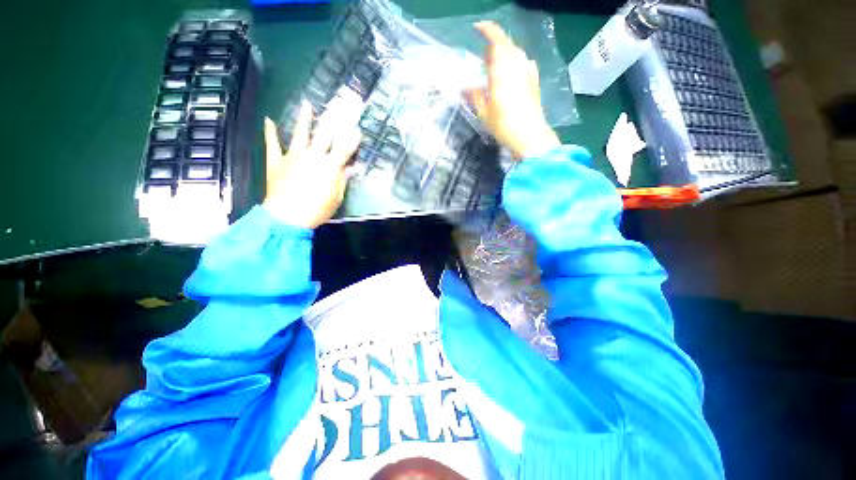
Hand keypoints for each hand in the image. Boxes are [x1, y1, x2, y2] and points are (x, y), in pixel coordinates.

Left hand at [263, 99, 361, 228]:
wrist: (288, 215)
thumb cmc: (318, 209)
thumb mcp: (337, 197)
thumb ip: (343, 180)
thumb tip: (351, 168)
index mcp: (330, 166)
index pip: (344, 149)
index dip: (352, 139)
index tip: (357, 130)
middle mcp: (313, 156)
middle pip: (324, 135)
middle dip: (332, 121)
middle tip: (336, 108)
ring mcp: (293, 156)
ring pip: (300, 133)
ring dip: (304, 118)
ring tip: (306, 104)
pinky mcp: (277, 161)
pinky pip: (273, 144)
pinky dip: (270, 132)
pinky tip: (269, 120)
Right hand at [467, 21, 560, 159]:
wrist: (529, 135)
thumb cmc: (503, 124)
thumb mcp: (483, 112)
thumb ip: (474, 96)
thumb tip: (464, 88)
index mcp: (502, 69)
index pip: (496, 39)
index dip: (487, 30)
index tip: (477, 28)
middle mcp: (517, 64)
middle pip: (506, 44)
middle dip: (493, 46)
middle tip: (483, 59)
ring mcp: (528, 71)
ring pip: (515, 53)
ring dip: (503, 55)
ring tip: (494, 68)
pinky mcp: (534, 80)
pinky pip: (523, 63)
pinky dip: (513, 64)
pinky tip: (509, 76)